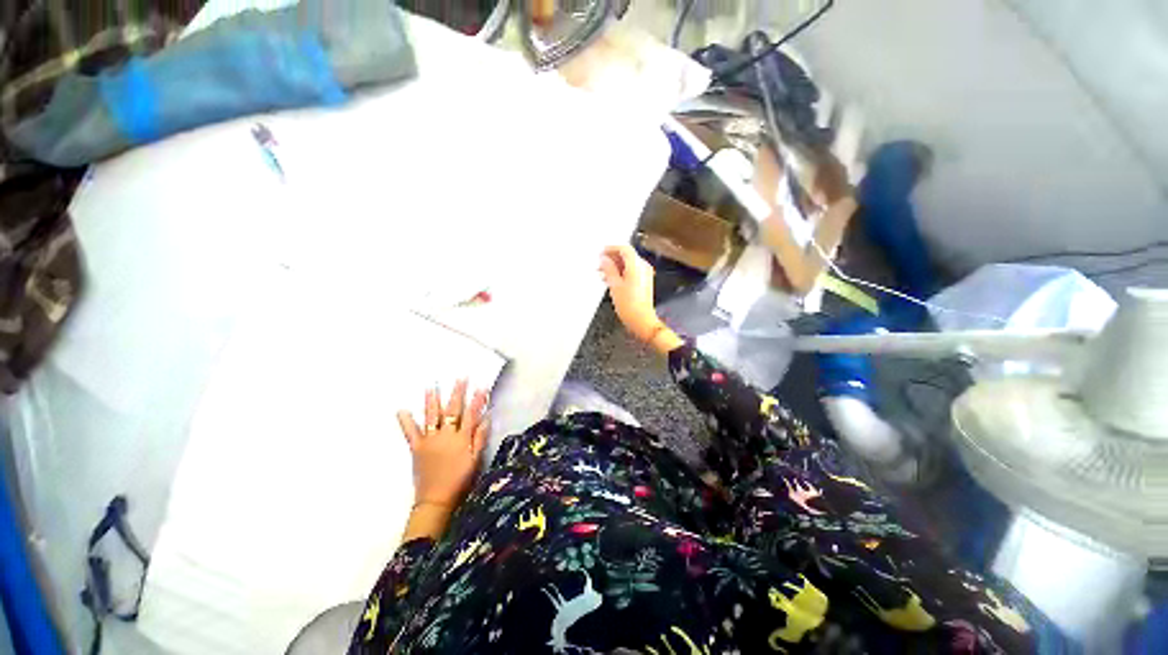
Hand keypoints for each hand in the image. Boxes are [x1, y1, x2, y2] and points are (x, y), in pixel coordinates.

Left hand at [396, 380, 489, 509]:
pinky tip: (402, 410)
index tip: (481, 386)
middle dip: (457, 393)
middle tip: (460, 378)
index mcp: (462, 439)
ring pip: (432, 416)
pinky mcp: (416, 448)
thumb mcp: (476, 460)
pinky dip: (406, 421)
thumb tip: (486, 418)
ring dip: (432, 400)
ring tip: (431, 386)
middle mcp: (446, 435)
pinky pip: (410, 432)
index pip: (472, 414)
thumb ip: (480, 438)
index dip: (477, 400)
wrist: (436, 500)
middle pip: (453, 410)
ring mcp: (429, 440)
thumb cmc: (460, 480)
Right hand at [599, 245, 662, 342]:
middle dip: (612, 258)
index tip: (601, 252)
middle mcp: (643, 267)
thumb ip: (608, 269)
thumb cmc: (630, 305)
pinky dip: (620, 273)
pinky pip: (631, 272)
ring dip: (615, 266)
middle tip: (599, 262)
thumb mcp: (614, 285)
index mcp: (637, 265)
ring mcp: (644, 275)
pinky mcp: (643, 282)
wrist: (641, 320)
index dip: (611, 248)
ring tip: (602, 272)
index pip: (624, 249)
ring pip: (628, 264)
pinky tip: (610, 279)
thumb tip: (604, 259)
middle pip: (626, 256)